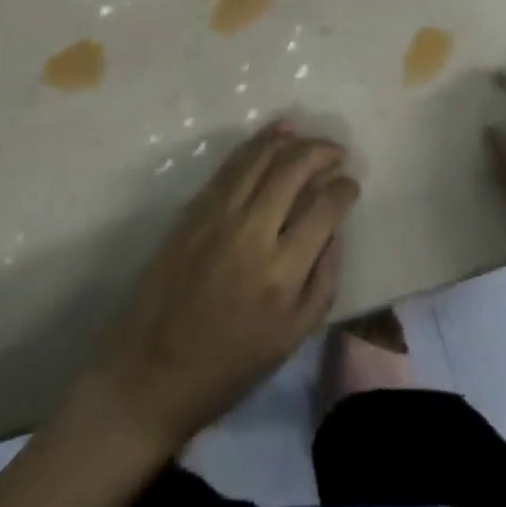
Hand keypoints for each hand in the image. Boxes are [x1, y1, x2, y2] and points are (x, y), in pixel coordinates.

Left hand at [82, 123, 359, 453]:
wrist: (154, 370)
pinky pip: (232, 164)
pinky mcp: (195, 208)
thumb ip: (323, 281)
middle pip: (294, 170)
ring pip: (261, 157)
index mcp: (282, 272)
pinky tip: (274, 136)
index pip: (324, 209)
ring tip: (309, 138)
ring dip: (291, 140)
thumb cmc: (229, 364)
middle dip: (322, 153)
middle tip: (337, 153)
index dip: (344, 189)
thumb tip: (335, 231)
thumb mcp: (292, 338)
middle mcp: (253, 232)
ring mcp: (219, 214)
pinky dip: (257, 143)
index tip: (351, 183)